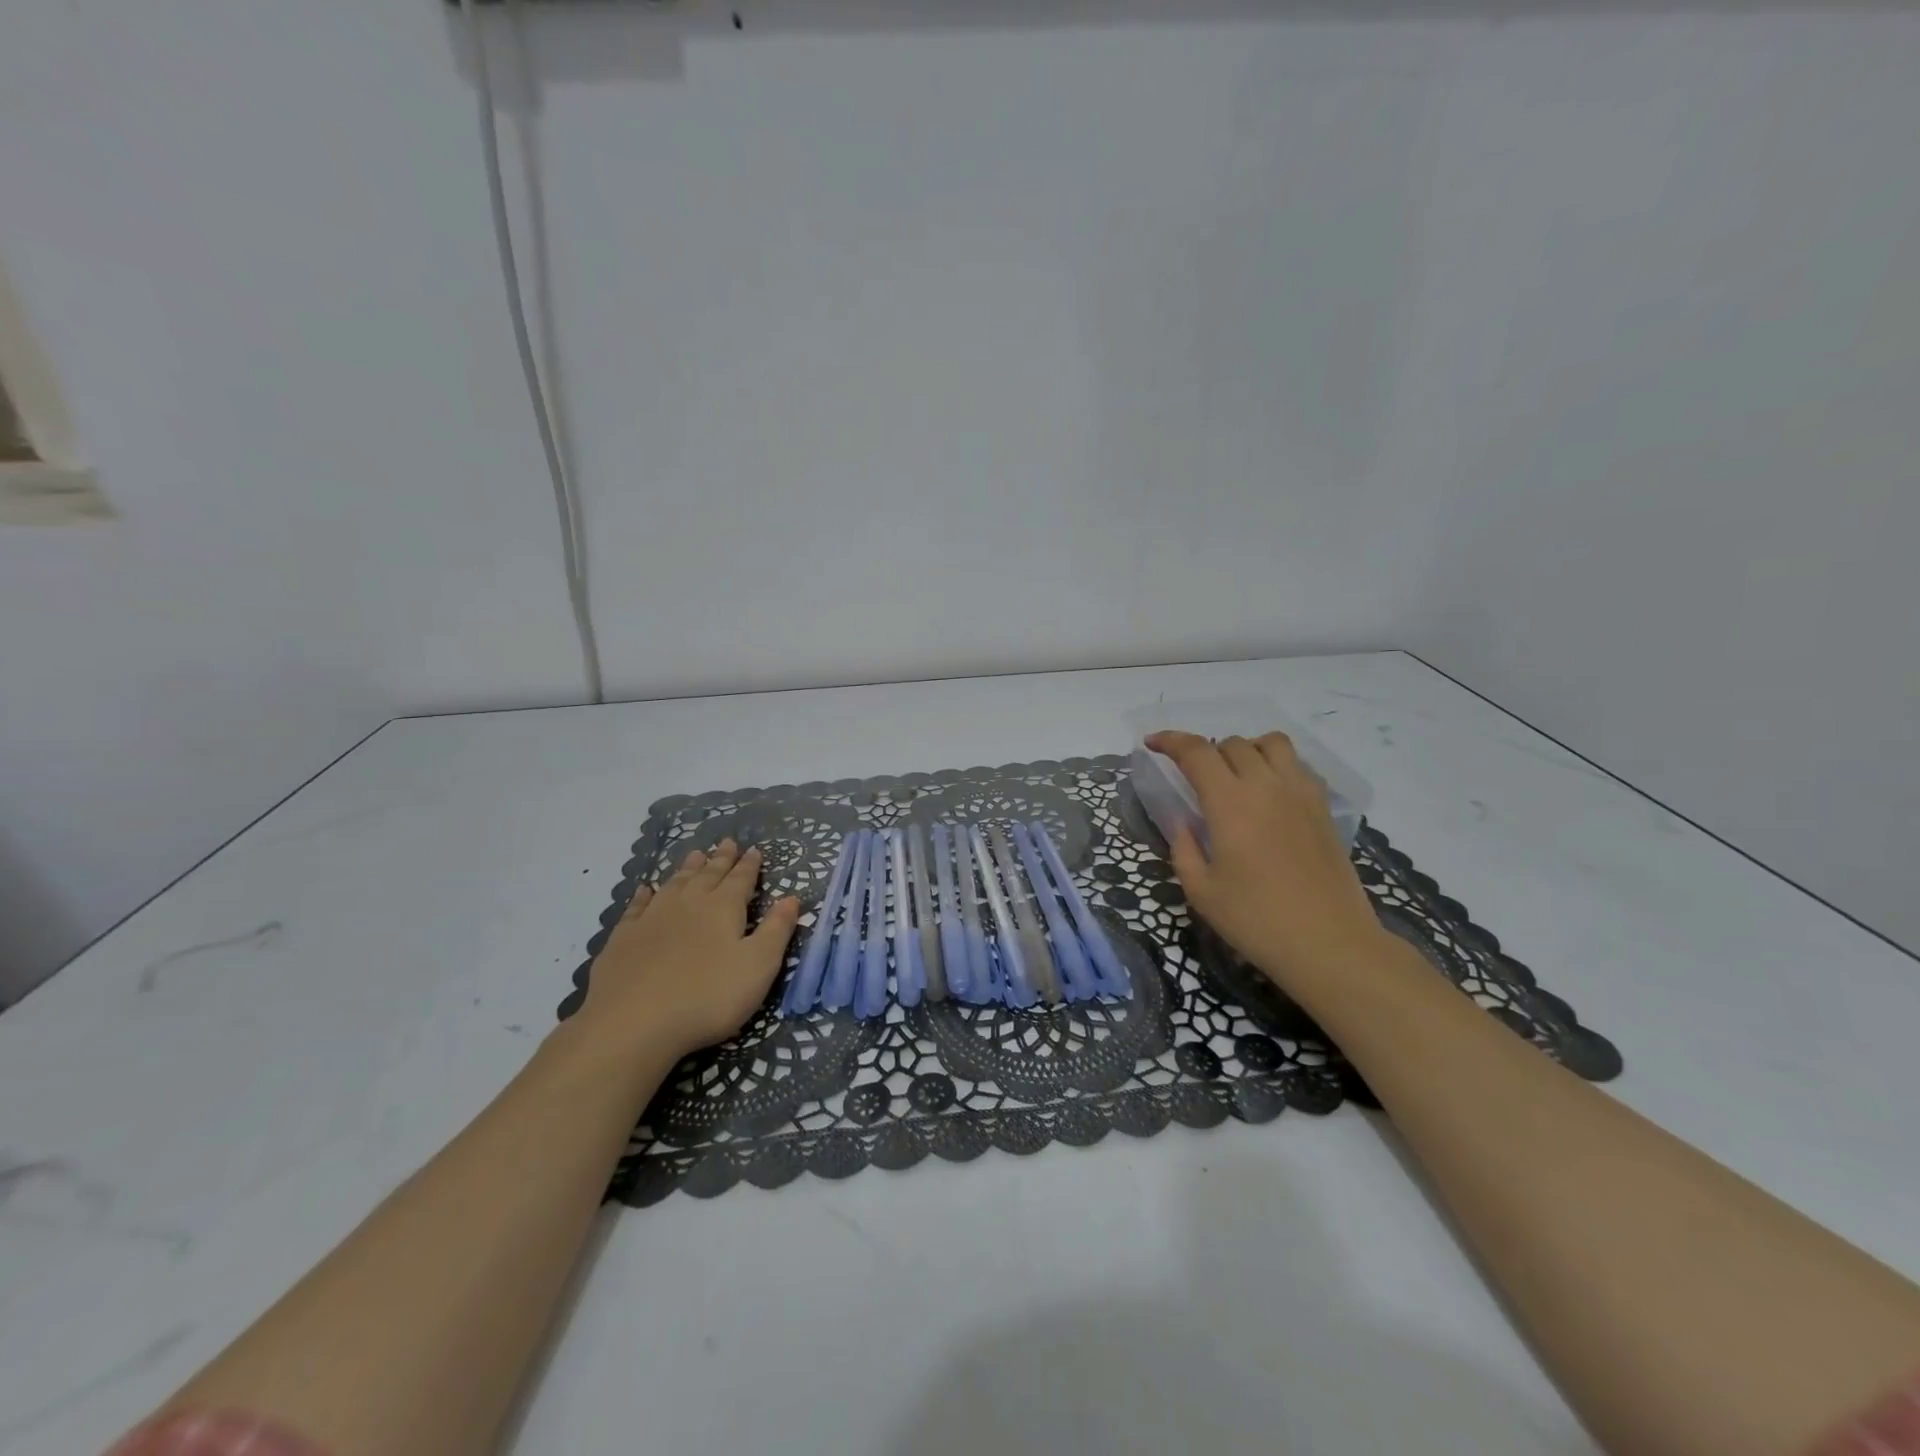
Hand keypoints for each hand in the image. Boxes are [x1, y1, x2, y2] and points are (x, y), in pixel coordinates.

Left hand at [572, 839, 800, 1060]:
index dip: (750, 865)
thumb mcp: (759, 965)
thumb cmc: (708, 996)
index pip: (741, 879)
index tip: (755, 850)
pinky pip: (637, 907)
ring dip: (687, 868)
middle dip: (721, 859)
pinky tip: (645, 890)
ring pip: (674, 883)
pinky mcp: (623, 938)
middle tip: (727, 842)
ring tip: (695, 853)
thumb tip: (792, 897)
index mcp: (723, 908)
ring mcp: (652, 918)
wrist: (633, 1023)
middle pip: (708, 874)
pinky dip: (644, 895)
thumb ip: (776, 929)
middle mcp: (689, 903)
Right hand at [1148, 730, 1388, 998]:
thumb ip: (1184, 849)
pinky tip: (1270, 794)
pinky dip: (1277, 766)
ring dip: (1246, 749)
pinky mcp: (1324, 808)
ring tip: (1236, 775)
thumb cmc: (1257, 921)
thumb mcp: (1202, 892)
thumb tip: (1182, 823)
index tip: (1152, 744)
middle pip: (1232, 744)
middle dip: (1205, 752)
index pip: (1196, 752)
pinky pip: (1298, 766)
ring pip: (1271, 743)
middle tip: (1194, 778)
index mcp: (1230, 803)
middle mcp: (1266, 786)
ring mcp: (1301, 794)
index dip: (1170, 740)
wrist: (1330, 944)